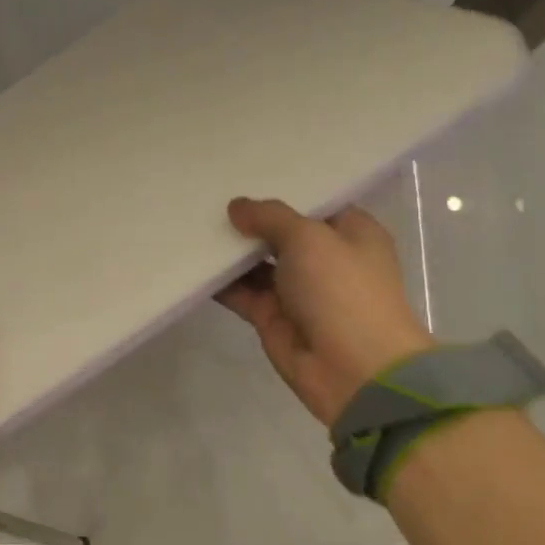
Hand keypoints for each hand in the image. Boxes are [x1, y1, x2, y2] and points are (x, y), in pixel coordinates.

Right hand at [216, 197, 432, 427]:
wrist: (353, 369)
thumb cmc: (343, 289)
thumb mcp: (309, 238)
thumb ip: (270, 217)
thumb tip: (237, 207)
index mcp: (351, 233)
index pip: (315, 204)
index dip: (284, 191)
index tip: (246, 176)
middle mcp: (326, 260)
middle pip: (281, 233)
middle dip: (250, 219)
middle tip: (209, 196)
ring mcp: (297, 290)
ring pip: (257, 263)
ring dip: (231, 250)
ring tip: (193, 223)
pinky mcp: (272, 317)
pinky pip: (242, 292)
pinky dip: (220, 281)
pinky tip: (191, 261)